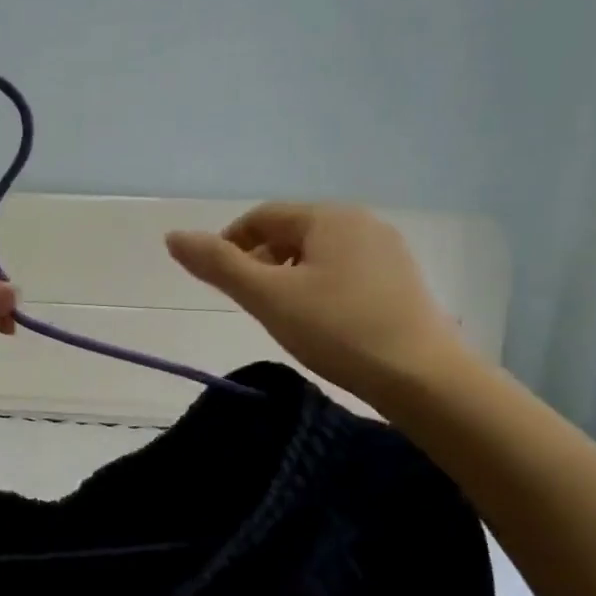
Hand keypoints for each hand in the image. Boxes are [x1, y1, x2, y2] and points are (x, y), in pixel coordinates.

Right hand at [165, 203, 465, 404]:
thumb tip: (173, 236)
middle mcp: (362, 223)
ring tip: (281, 316)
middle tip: (249, 303)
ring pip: (318, 254)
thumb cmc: (337, 330)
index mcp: (329, 217)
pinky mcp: (401, 281)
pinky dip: (319, 288)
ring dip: (288, 276)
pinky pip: (344, 272)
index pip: (262, 217)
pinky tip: (320, 322)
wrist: (422, 378)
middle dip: (261, 261)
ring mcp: (387, 251)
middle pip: (291, 233)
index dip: (230, 243)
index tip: (218, 281)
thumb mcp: (268, 297)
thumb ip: (219, 265)